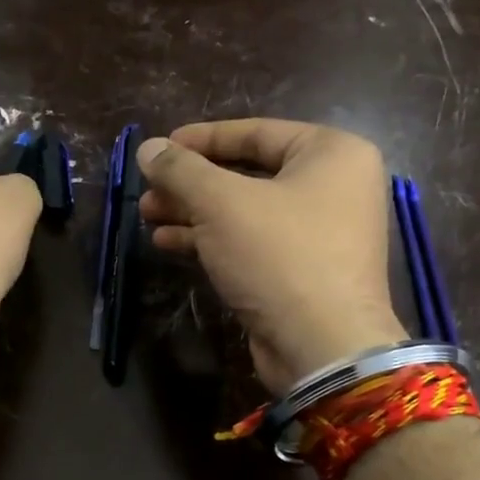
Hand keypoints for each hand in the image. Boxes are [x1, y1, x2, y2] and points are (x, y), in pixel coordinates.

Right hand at [138, 119, 404, 393]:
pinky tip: (167, 242)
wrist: (321, 347)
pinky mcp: (301, 272)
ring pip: (244, 211)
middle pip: (247, 173)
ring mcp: (320, 233)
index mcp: (332, 153)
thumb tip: (147, 147)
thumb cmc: (279, 255)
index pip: (256, 132)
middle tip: (148, 189)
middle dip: (191, 183)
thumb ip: (181, 169)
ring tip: (148, 215)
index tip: (160, 147)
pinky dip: (211, 240)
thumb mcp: (221, 203)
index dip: (201, 139)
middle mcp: (333, 187)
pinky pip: (251, 243)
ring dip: (193, 212)